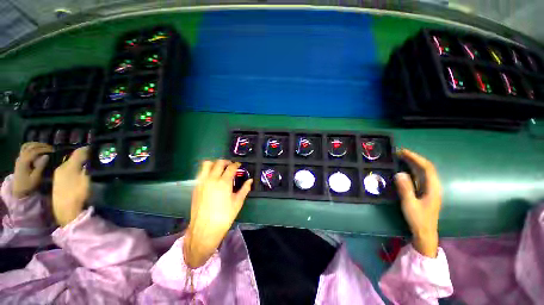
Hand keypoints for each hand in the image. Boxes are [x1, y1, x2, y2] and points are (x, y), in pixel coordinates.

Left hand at [12, 142, 53, 198]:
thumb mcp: (35, 178)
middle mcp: (21, 158)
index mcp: (24, 162)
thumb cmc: (28, 185)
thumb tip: (47, 156)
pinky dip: (31, 146)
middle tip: (51, 147)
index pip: (34, 151)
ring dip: (36, 144)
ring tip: (45, 146)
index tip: (53, 150)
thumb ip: (40, 166)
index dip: (44, 149)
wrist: (18, 190)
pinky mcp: (20, 159)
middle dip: (41, 145)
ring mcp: (19, 158)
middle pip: (30, 147)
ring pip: (27, 146)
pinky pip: (25, 148)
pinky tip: (37, 147)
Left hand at [52, 147, 90, 226]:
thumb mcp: (85, 178)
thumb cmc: (77, 193)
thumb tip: (91, 155)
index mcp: (67, 165)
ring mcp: (59, 176)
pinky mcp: (59, 184)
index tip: (98, 148)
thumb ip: (87, 165)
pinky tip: (80, 173)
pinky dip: (76, 169)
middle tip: (95, 156)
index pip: (78, 152)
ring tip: (89, 163)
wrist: (65, 211)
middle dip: (83, 155)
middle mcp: (61, 168)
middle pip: (73, 158)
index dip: (88, 149)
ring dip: (79, 162)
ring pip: (70, 164)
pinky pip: (69, 171)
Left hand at [184, 160, 252, 267]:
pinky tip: (212, 178)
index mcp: (224, 182)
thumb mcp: (238, 202)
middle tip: (231, 166)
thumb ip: (245, 189)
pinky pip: (201, 173)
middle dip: (226, 162)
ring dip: (215, 163)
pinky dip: (208, 171)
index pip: (231, 167)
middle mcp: (212, 179)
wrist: (204, 229)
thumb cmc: (224, 216)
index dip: (236, 164)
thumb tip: (250, 180)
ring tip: (220, 169)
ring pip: (207, 164)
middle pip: (219, 162)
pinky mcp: (196, 187)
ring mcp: (202, 182)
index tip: (239, 165)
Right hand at [394, 149, 441, 257]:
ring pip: (424, 172)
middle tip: (399, 153)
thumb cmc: (418, 219)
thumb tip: (399, 173)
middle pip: (427, 168)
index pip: (427, 168)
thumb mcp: (410, 204)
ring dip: (414, 163)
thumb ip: (405, 189)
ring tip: (401, 157)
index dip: (416, 158)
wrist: (425, 232)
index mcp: (433, 188)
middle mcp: (434, 186)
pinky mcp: (425, 192)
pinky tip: (405, 169)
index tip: (403, 152)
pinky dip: (413, 170)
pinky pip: (420, 177)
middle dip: (414, 158)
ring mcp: (430, 189)